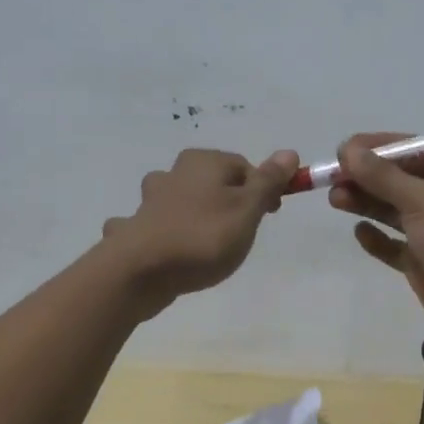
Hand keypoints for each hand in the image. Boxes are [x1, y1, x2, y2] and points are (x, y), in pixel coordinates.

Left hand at [102, 147, 299, 312]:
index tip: (270, 216)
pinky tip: (166, 253)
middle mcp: (174, 173)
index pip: (243, 166)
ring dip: (191, 214)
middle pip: (211, 182)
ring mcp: (149, 201)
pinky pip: (154, 227)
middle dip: (226, 202)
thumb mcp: (247, 210)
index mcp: (203, 162)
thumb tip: (288, 152)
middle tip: (239, 234)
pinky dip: (162, 235)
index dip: (262, 189)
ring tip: (203, 244)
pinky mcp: (135, 229)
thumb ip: (267, 182)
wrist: (139, 271)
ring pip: (179, 200)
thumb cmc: (203, 237)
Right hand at [329, 132, 423, 356]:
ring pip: (395, 210)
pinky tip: (360, 233)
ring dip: (366, 203)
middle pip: (401, 179)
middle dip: (367, 177)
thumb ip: (383, 176)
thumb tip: (348, 149)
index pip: (415, 149)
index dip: (378, 148)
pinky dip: (378, 238)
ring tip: (335, 199)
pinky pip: (396, 245)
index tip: (343, 150)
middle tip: (331, 177)